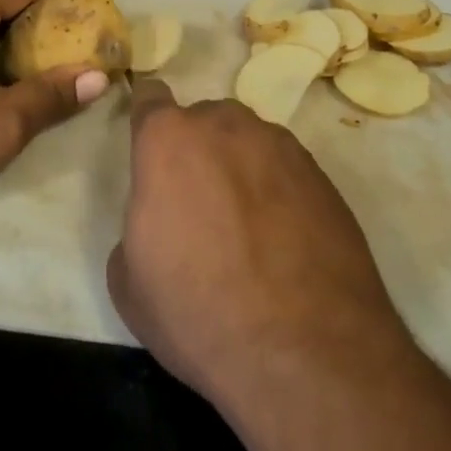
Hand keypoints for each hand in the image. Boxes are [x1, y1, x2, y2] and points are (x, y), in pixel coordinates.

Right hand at [107, 81, 414, 406]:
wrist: (306, 353)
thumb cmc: (199, 313)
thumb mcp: (129, 283)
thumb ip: (135, 227)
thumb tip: (159, 223)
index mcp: (168, 139)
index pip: (150, 97)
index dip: (147, 118)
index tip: (150, 147)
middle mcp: (224, 125)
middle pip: (203, 121)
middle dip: (196, 150)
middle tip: (199, 204)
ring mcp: (279, 145)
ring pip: (247, 141)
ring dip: (240, 168)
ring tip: (247, 227)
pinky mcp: (321, 174)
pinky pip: (285, 169)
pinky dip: (278, 191)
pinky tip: (284, 241)